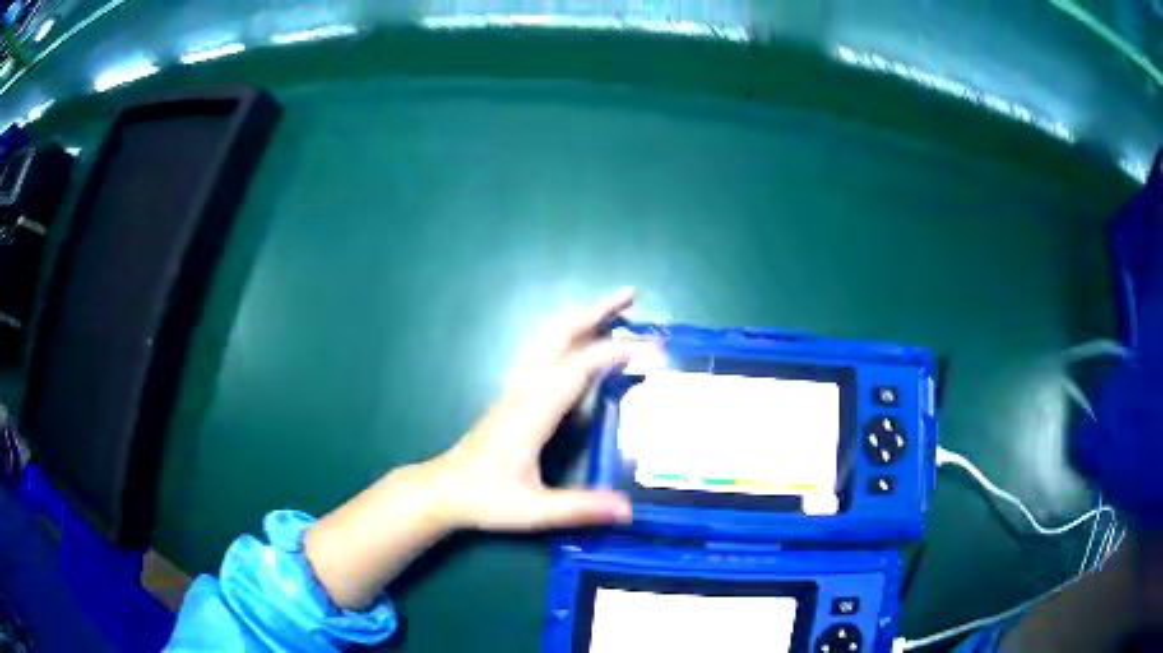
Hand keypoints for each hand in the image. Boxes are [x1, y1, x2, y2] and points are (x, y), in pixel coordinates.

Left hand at [303, 289, 645, 608]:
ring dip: (580, 316)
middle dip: (595, 310)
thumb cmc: (485, 499)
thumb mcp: (534, 510)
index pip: (578, 367)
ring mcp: (516, 388)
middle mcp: (524, 389)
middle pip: (558, 333)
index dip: (615, 352)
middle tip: (631, 296)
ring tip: (613, 310)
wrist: (443, 490)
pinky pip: (542, 350)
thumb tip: (630, 510)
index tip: (652, 347)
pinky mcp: (513, 394)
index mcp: (533, 410)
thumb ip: (580, 508)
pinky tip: (583, 344)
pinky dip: (568, 334)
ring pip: (546, 336)